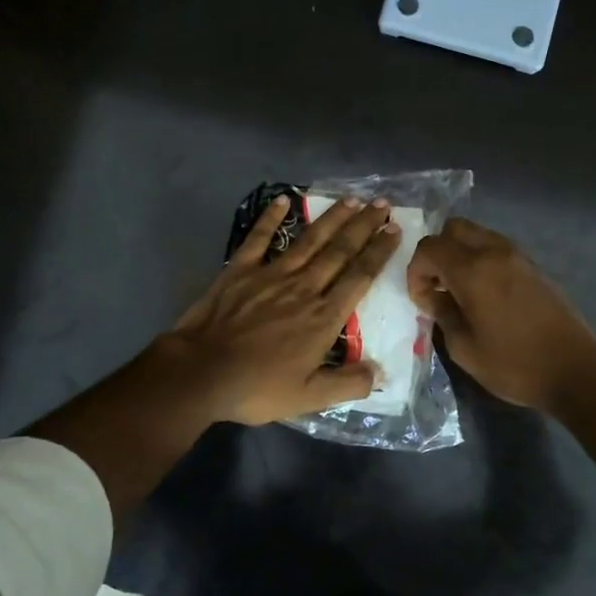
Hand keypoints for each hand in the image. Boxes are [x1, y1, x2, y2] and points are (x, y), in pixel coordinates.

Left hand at [158, 194, 400, 424]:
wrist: (201, 372)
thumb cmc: (258, 387)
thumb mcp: (309, 398)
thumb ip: (349, 384)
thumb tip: (381, 373)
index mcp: (324, 317)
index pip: (360, 276)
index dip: (379, 252)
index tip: (394, 230)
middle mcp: (304, 287)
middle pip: (340, 250)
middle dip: (363, 225)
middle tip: (382, 203)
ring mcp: (271, 274)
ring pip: (309, 240)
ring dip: (332, 217)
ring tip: (351, 198)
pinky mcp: (240, 270)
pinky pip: (259, 238)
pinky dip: (271, 218)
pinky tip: (283, 199)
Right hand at [407, 217, 595, 410]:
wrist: (575, 371)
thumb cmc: (514, 365)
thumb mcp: (464, 348)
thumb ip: (442, 314)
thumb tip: (433, 297)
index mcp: (473, 271)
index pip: (430, 248)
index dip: (416, 271)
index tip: (421, 299)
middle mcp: (495, 252)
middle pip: (454, 228)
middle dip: (437, 253)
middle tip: (437, 286)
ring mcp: (519, 256)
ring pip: (477, 235)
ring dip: (460, 254)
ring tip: (459, 291)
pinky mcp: (534, 267)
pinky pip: (497, 248)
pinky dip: (481, 260)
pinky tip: (484, 294)